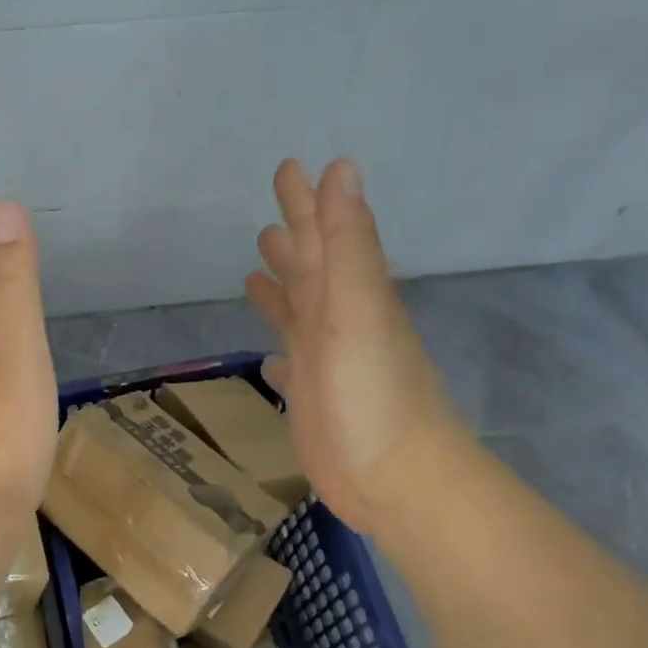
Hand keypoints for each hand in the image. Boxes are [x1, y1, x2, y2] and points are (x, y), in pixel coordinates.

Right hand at [245, 159, 466, 533]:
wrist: (394, 479)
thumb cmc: (373, 393)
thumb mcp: (358, 309)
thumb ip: (346, 243)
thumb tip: (339, 169)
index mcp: (348, 295)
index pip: (324, 235)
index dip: (306, 203)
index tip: (289, 168)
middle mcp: (336, 322)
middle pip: (310, 269)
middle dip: (291, 240)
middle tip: (266, 218)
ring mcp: (325, 362)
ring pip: (298, 314)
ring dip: (282, 291)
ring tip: (254, 272)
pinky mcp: (313, 399)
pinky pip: (291, 364)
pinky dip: (279, 353)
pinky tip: (269, 357)